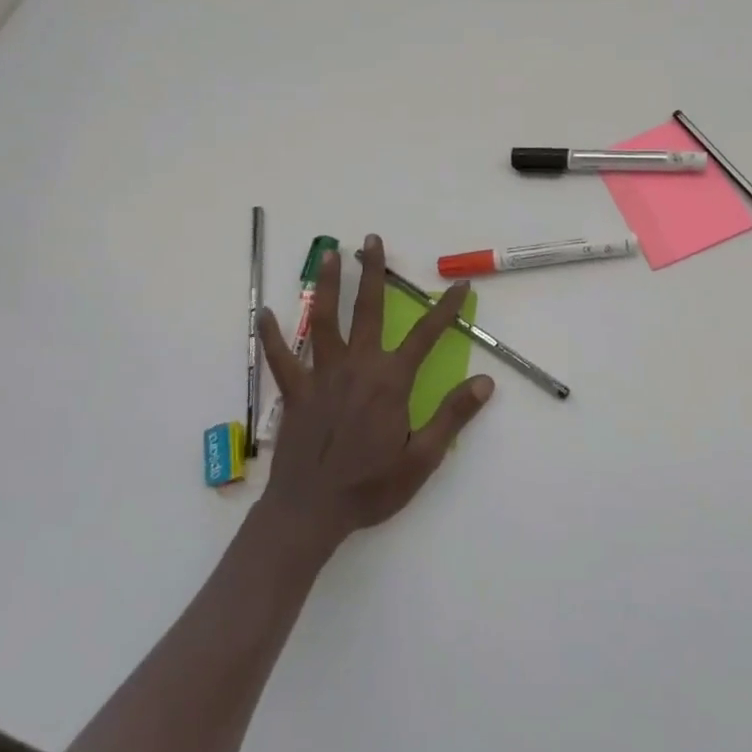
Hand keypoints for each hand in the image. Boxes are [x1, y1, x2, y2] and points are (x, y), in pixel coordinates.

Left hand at [255, 234, 494, 553]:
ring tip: (329, 254)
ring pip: (325, 321)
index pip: (426, 335)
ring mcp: (321, 376)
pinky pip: (281, 359)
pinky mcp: (295, 392)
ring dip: (328, 285)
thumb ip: (453, 416)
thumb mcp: (423, 458)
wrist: (311, 512)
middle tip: (371, 240)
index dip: (445, 309)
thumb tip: (485, 381)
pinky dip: (272, 336)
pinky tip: (266, 313)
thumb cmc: (371, 486)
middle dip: (372, 273)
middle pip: (368, 310)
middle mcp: (357, 367)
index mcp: (390, 381)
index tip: (459, 286)